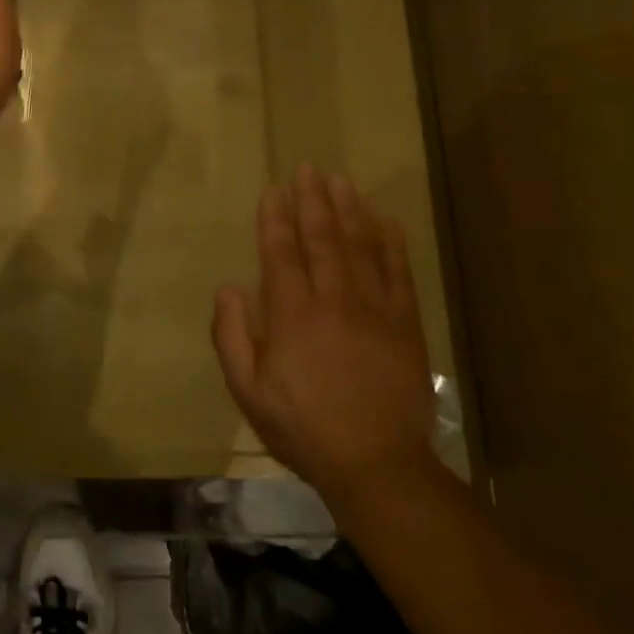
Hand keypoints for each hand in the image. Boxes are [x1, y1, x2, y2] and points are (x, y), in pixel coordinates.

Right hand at [212, 166, 438, 520]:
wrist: (376, 464)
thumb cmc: (302, 427)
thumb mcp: (247, 390)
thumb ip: (232, 335)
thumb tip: (228, 287)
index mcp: (291, 314)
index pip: (280, 252)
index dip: (275, 217)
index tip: (273, 189)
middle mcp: (333, 300)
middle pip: (321, 238)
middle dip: (312, 201)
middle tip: (308, 169)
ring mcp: (374, 309)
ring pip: (360, 247)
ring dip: (349, 210)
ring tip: (340, 181)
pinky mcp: (405, 324)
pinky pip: (398, 273)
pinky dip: (392, 244)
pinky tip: (386, 221)